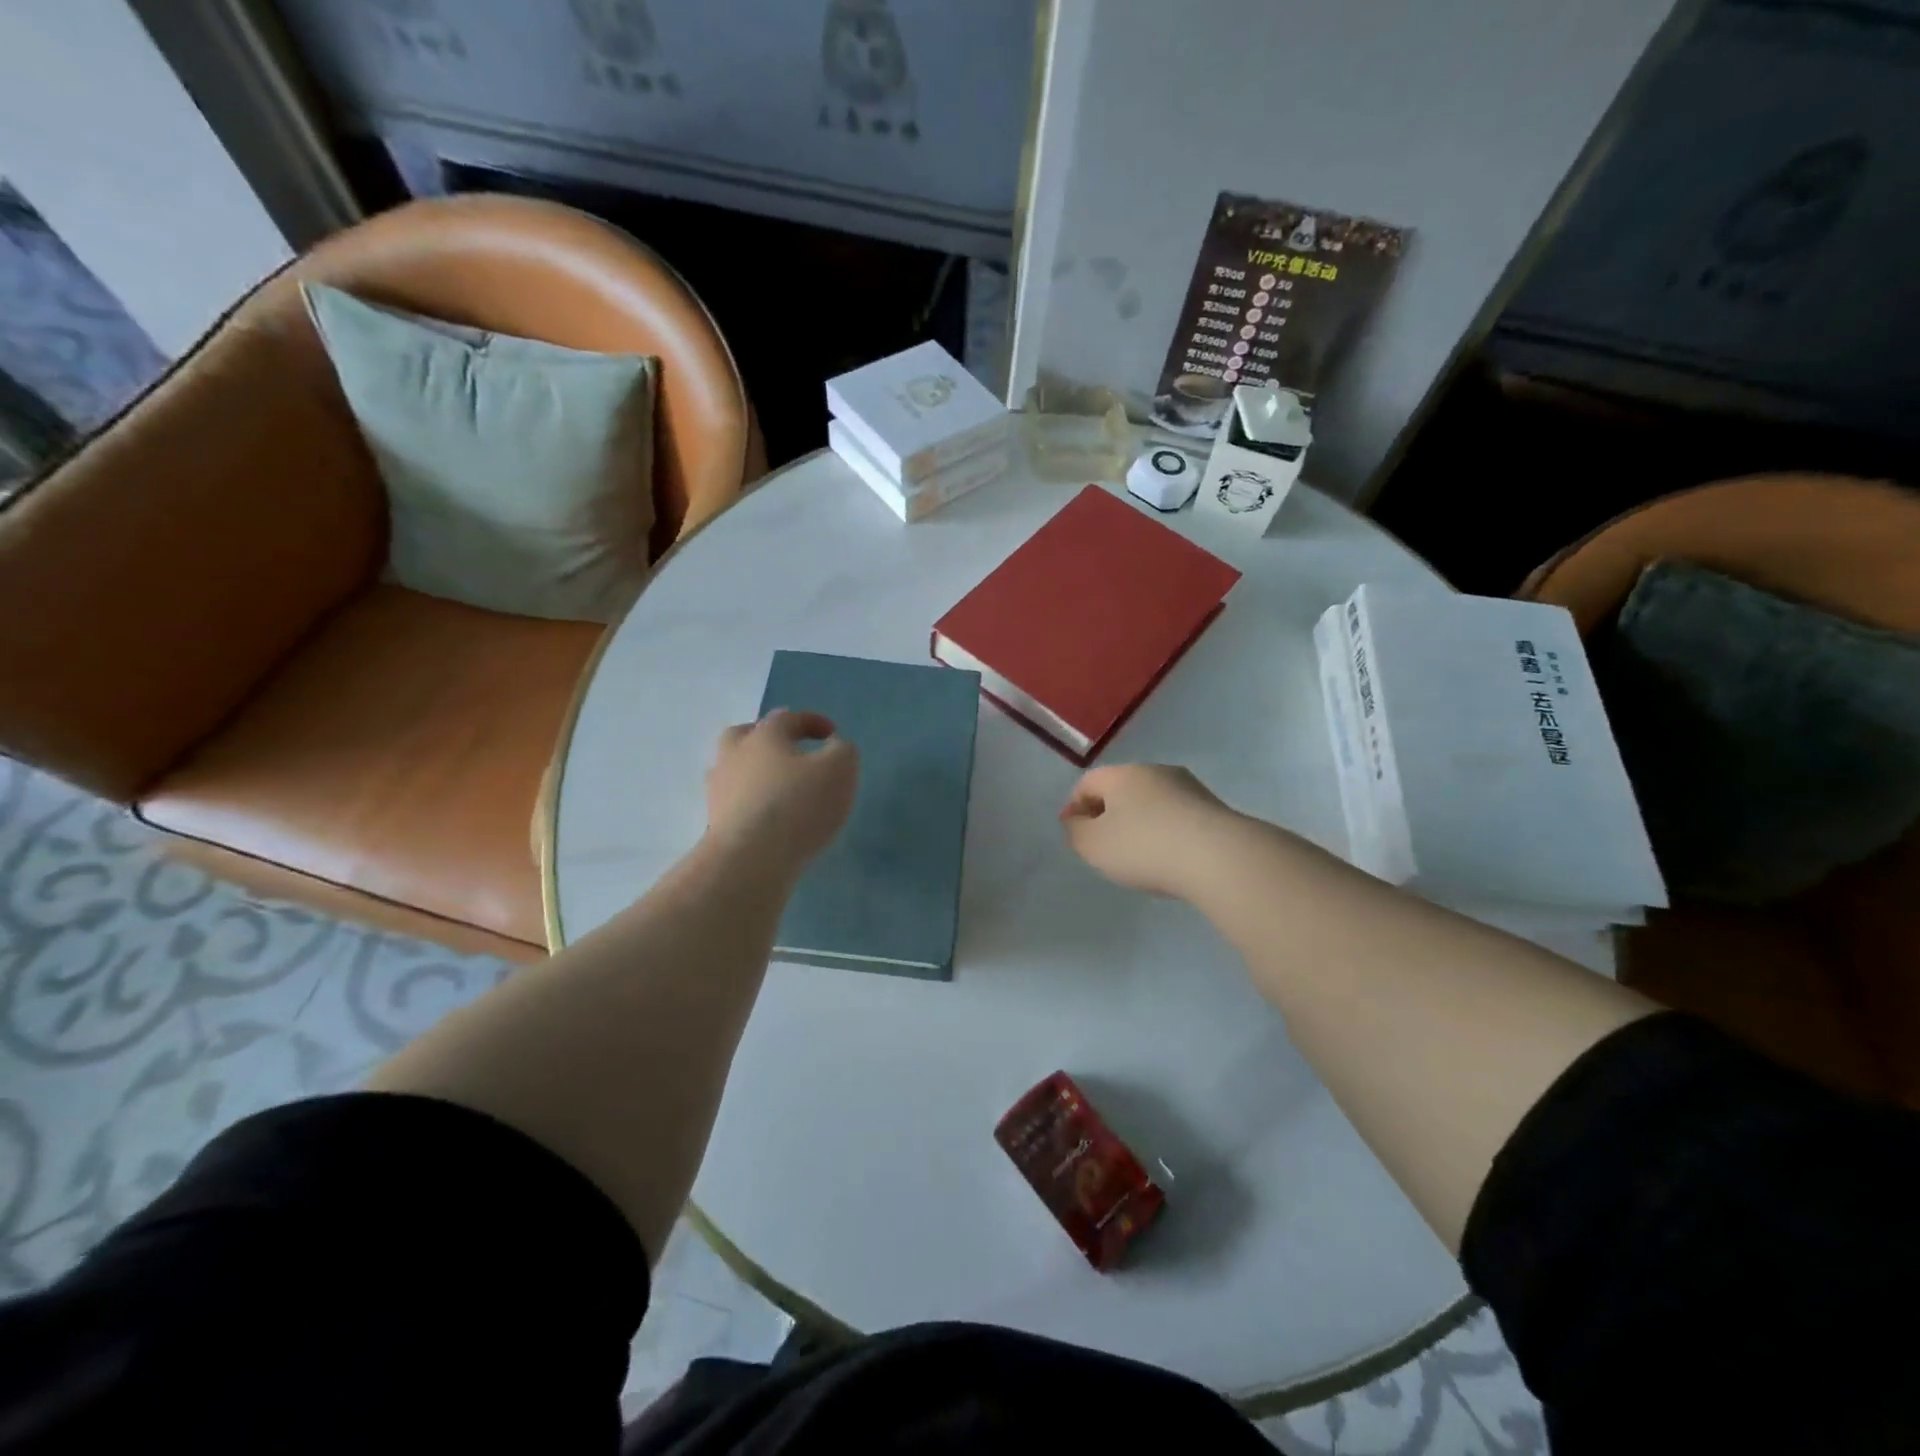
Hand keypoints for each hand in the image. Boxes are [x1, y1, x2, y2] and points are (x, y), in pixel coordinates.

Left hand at [706, 711, 858, 870]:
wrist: (750, 860)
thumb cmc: (798, 805)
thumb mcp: (839, 770)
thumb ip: (842, 751)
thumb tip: (834, 746)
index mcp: (764, 736)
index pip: (787, 718)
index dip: (811, 721)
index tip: (831, 733)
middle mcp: (734, 756)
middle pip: (744, 735)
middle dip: (766, 737)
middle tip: (788, 750)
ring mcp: (719, 790)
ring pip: (733, 769)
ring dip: (754, 772)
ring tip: (779, 787)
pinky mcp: (715, 822)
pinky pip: (734, 802)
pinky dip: (750, 802)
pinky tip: (768, 817)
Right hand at [1060, 763, 1238, 898]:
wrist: (1219, 858)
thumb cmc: (1144, 847)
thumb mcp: (1093, 845)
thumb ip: (1076, 831)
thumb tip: (1077, 820)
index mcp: (1122, 774)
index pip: (1087, 783)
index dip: (1074, 808)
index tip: (1074, 835)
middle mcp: (1155, 771)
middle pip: (1121, 789)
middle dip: (1108, 814)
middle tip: (1104, 846)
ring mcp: (1189, 788)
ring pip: (1152, 802)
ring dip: (1140, 823)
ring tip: (1139, 856)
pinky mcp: (1214, 809)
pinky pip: (1177, 817)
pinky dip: (1166, 833)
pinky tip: (1169, 858)